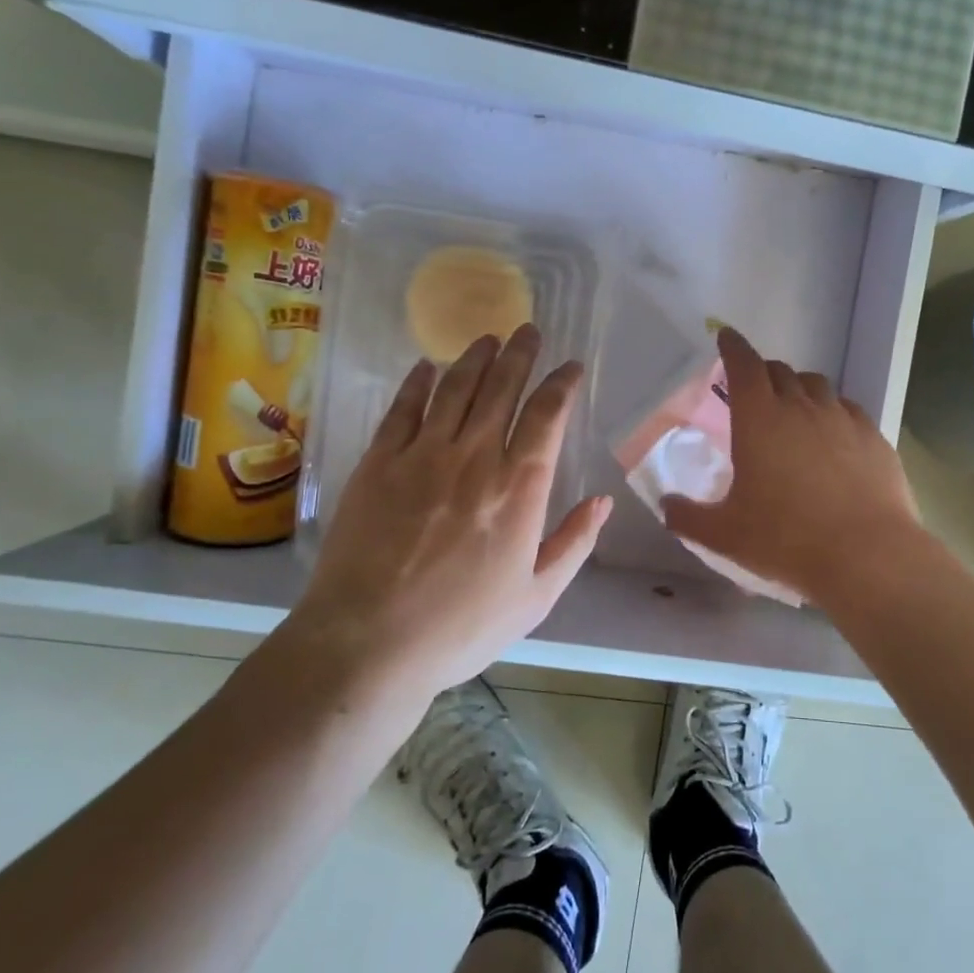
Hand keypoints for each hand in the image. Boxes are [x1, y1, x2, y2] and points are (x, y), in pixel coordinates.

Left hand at [289, 324, 610, 703]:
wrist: (369, 642)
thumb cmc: (461, 626)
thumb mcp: (536, 597)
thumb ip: (574, 543)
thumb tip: (604, 501)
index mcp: (519, 488)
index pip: (547, 416)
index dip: (561, 384)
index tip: (571, 367)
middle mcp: (474, 457)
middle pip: (502, 389)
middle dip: (519, 355)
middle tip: (528, 330)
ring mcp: (421, 455)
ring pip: (455, 389)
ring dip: (474, 358)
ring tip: (487, 338)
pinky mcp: (378, 462)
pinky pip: (403, 408)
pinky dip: (418, 382)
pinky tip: (426, 366)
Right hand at [662, 327, 921, 607]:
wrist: (867, 556)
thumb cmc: (786, 539)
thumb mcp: (724, 535)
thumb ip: (687, 517)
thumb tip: (667, 506)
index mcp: (760, 419)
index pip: (744, 365)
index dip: (733, 347)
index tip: (726, 337)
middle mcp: (802, 407)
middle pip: (780, 371)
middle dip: (762, 372)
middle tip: (753, 389)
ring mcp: (843, 419)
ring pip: (817, 385)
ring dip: (799, 388)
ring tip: (793, 410)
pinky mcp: (875, 438)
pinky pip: (848, 409)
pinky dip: (833, 412)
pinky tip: (833, 437)